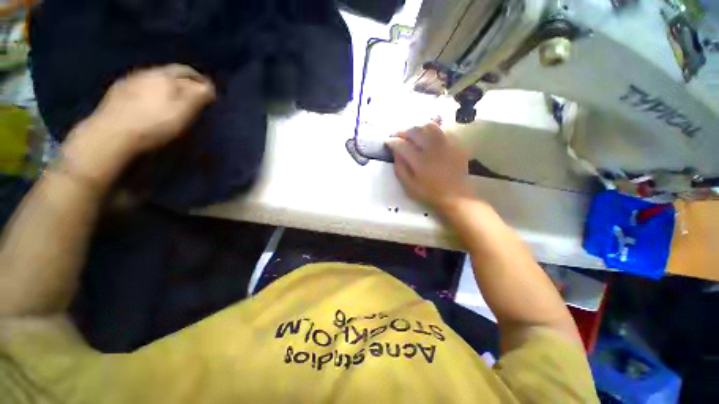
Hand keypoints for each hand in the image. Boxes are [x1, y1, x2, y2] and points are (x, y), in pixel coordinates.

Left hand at [86, 64, 215, 154]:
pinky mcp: (117, 93)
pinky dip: (149, 93)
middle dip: (182, 82)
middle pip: (168, 74)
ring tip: (171, 100)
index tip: (208, 90)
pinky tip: (149, 104)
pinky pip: (139, 88)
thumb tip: (209, 86)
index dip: (199, 79)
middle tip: (191, 95)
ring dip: (164, 87)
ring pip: (153, 80)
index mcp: (165, 75)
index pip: (186, 71)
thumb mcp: (185, 110)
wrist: (113, 133)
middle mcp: (147, 72)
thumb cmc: (156, 122)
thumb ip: (198, 96)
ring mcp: (129, 82)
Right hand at [386, 123, 472, 212]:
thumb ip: (400, 168)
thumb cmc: (429, 192)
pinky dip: (432, 130)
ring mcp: (445, 144)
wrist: (455, 195)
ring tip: (412, 133)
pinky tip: (427, 136)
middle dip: (403, 131)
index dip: (392, 141)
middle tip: (397, 135)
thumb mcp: (409, 185)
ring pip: (429, 126)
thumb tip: (395, 151)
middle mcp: (432, 149)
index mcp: (419, 161)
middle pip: (415, 131)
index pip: (401, 144)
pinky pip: (442, 130)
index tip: (387, 141)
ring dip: (417, 127)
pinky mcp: (456, 144)